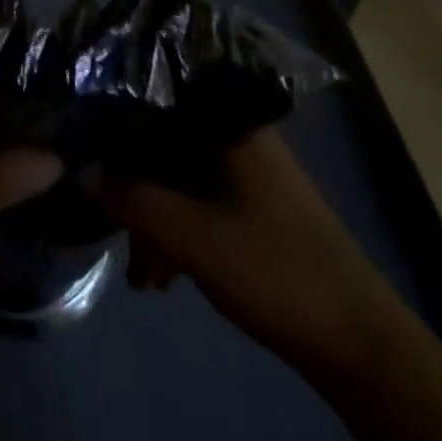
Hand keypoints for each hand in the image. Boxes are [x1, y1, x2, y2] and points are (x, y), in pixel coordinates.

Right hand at [103, 129, 390, 373]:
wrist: (359, 341)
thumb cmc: (275, 271)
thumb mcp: (192, 238)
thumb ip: (133, 200)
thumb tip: (81, 171)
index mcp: (229, 124)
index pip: (158, 99)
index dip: (117, 120)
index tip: (83, 144)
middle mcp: (236, 136)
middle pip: (165, 143)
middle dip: (132, 187)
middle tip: (108, 227)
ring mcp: (247, 172)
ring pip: (179, 177)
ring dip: (153, 219)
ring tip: (140, 275)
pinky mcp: (252, 206)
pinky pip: (198, 202)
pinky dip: (177, 231)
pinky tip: (162, 277)